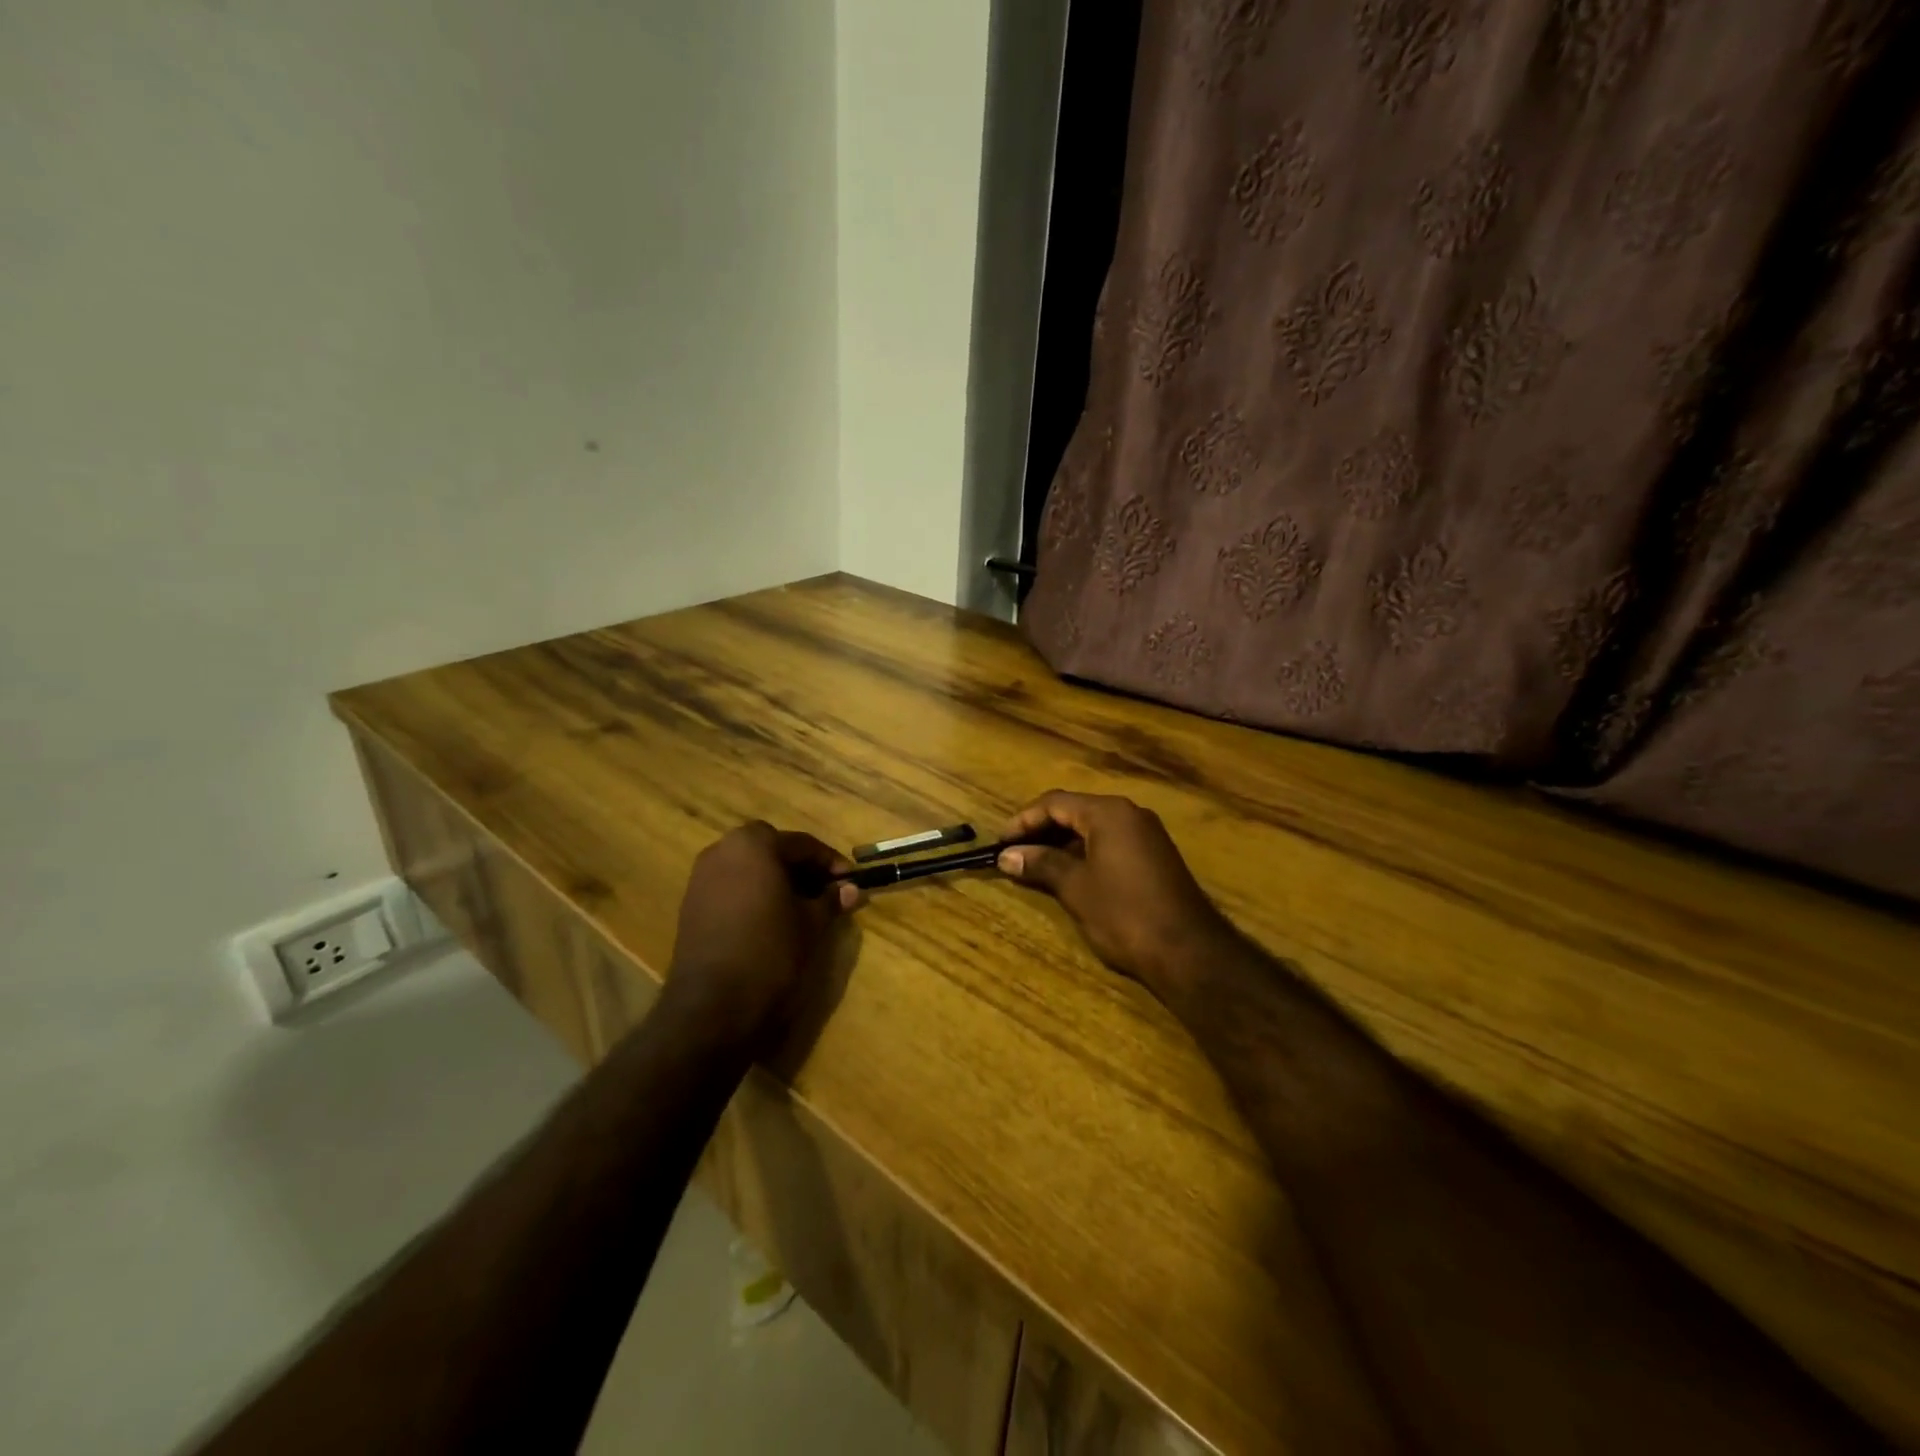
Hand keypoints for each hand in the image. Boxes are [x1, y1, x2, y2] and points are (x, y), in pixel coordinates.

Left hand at [663, 822, 858, 1052]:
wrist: (713, 1004)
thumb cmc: (771, 951)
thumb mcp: (811, 923)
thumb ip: (831, 899)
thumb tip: (851, 889)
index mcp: (754, 844)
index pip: (802, 844)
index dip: (830, 862)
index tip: (850, 880)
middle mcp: (722, 850)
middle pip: (771, 849)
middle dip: (800, 867)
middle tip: (825, 890)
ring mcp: (702, 877)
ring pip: (749, 867)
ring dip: (775, 879)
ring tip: (800, 906)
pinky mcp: (692, 904)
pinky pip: (731, 886)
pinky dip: (753, 894)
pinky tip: (771, 919)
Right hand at [996, 790, 1234, 996]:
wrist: (1189, 951)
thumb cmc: (1124, 914)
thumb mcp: (1076, 888)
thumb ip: (1041, 864)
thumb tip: (1006, 856)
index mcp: (1109, 813)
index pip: (1055, 802)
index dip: (1023, 820)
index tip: (999, 841)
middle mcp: (1130, 814)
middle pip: (1075, 810)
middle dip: (1042, 830)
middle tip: (1013, 852)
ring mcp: (1146, 834)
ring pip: (1093, 827)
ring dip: (1062, 842)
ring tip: (1034, 864)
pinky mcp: (1155, 856)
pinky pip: (1111, 842)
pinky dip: (1085, 852)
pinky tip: (1069, 873)